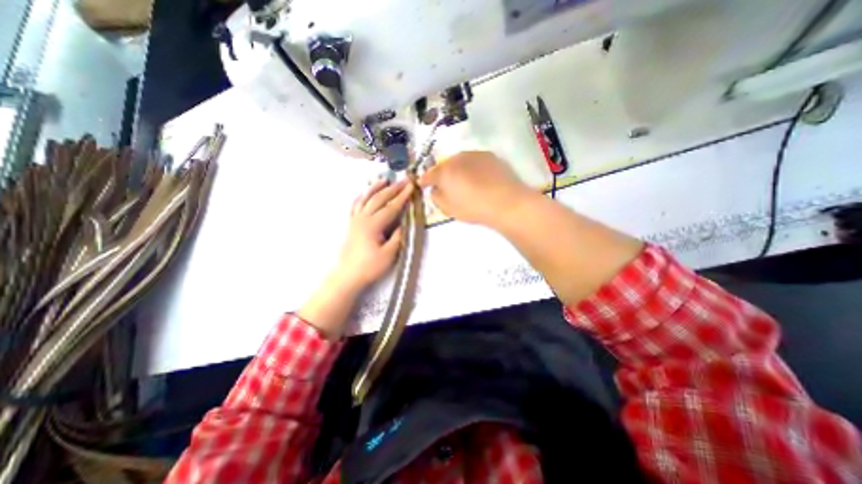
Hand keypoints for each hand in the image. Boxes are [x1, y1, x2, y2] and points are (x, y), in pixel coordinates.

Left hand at [301, 178, 413, 340]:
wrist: (347, 275)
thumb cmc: (369, 267)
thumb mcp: (389, 254)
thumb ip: (398, 237)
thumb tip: (405, 223)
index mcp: (373, 225)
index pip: (391, 207)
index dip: (402, 196)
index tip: (411, 186)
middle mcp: (363, 218)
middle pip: (379, 199)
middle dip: (393, 188)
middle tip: (404, 180)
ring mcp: (355, 220)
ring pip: (366, 199)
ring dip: (375, 188)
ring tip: (384, 179)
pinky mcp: (351, 224)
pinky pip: (355, 206)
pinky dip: (361, 197)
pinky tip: (364, 193)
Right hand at [417, 151, 533, 229]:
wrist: (505, 202)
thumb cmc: (473, 208)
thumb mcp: (449, 209)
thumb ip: (436, 198)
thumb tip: (435, 190)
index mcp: (444, 172)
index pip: (429, 175)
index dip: (424, 181)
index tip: (423, 184)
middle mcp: (457, 158)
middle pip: (445, 165)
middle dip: (442, 174)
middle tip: (445, 185)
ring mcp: (474, 154)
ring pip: (460, 161)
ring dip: (457, 169)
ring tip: (463, 180)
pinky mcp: (489, 155)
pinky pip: (474, 160)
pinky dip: (472, 167)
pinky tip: (478, 177)